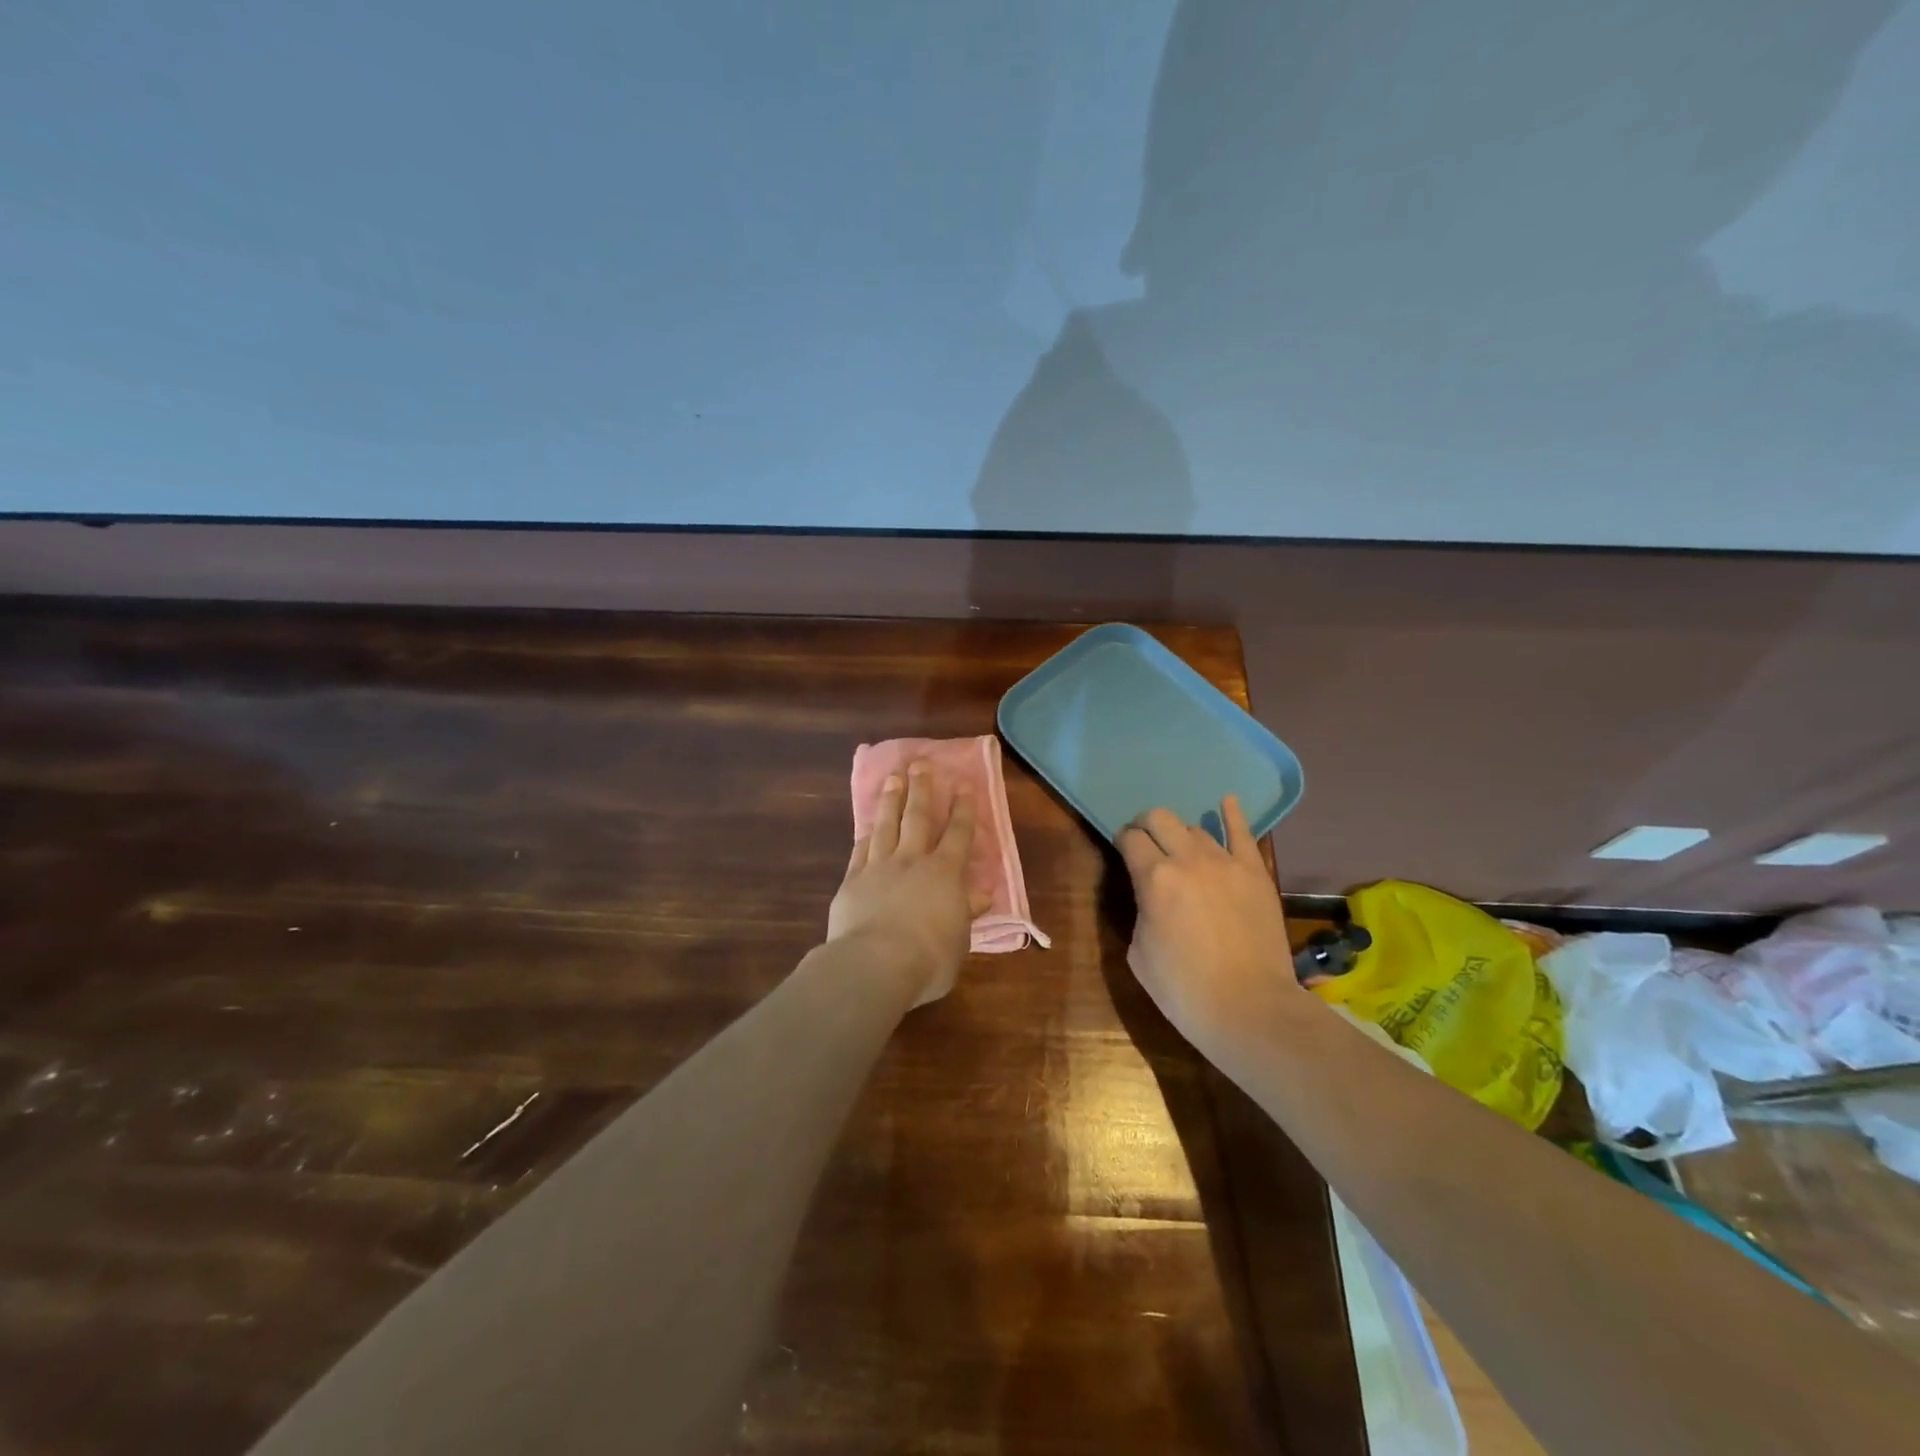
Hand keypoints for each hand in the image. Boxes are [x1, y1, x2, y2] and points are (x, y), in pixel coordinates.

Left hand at [828, 761, 986, 1006]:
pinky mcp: (853, 880)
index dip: (963, 810)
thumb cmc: (929, 958)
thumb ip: (966, 913)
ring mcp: (879, 867)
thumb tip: (981, 895)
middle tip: (921, 764)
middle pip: (919, 817)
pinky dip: (866, 835)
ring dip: (892, 800)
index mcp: (945, 873)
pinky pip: (861, 850)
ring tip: (894, 778)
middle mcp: (913, 861)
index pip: (958, 834)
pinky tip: (867, 825)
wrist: (875, 963)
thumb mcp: (960, 940)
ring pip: (887, 825)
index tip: (963, 785)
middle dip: (922, 789)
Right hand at [1118, 797, 1298, 1059]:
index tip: (1123, 850)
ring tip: (1183, 851)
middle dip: (1147, 825)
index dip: (1122, 840)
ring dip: (1182, 835)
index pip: (1130, 838)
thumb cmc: (1184, 989)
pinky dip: (1232, 815)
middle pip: (1160, 818)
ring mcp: (1227, 863)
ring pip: (1197, 828)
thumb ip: (1142, 909)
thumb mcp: (1139, 952)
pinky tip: (1227, 801)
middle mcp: (1188, 859)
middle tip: (1146, 842)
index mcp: (1153, 878)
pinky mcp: (1256, 874)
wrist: (1250, 1009)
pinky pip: (1243, 834)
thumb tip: (1151, 896)